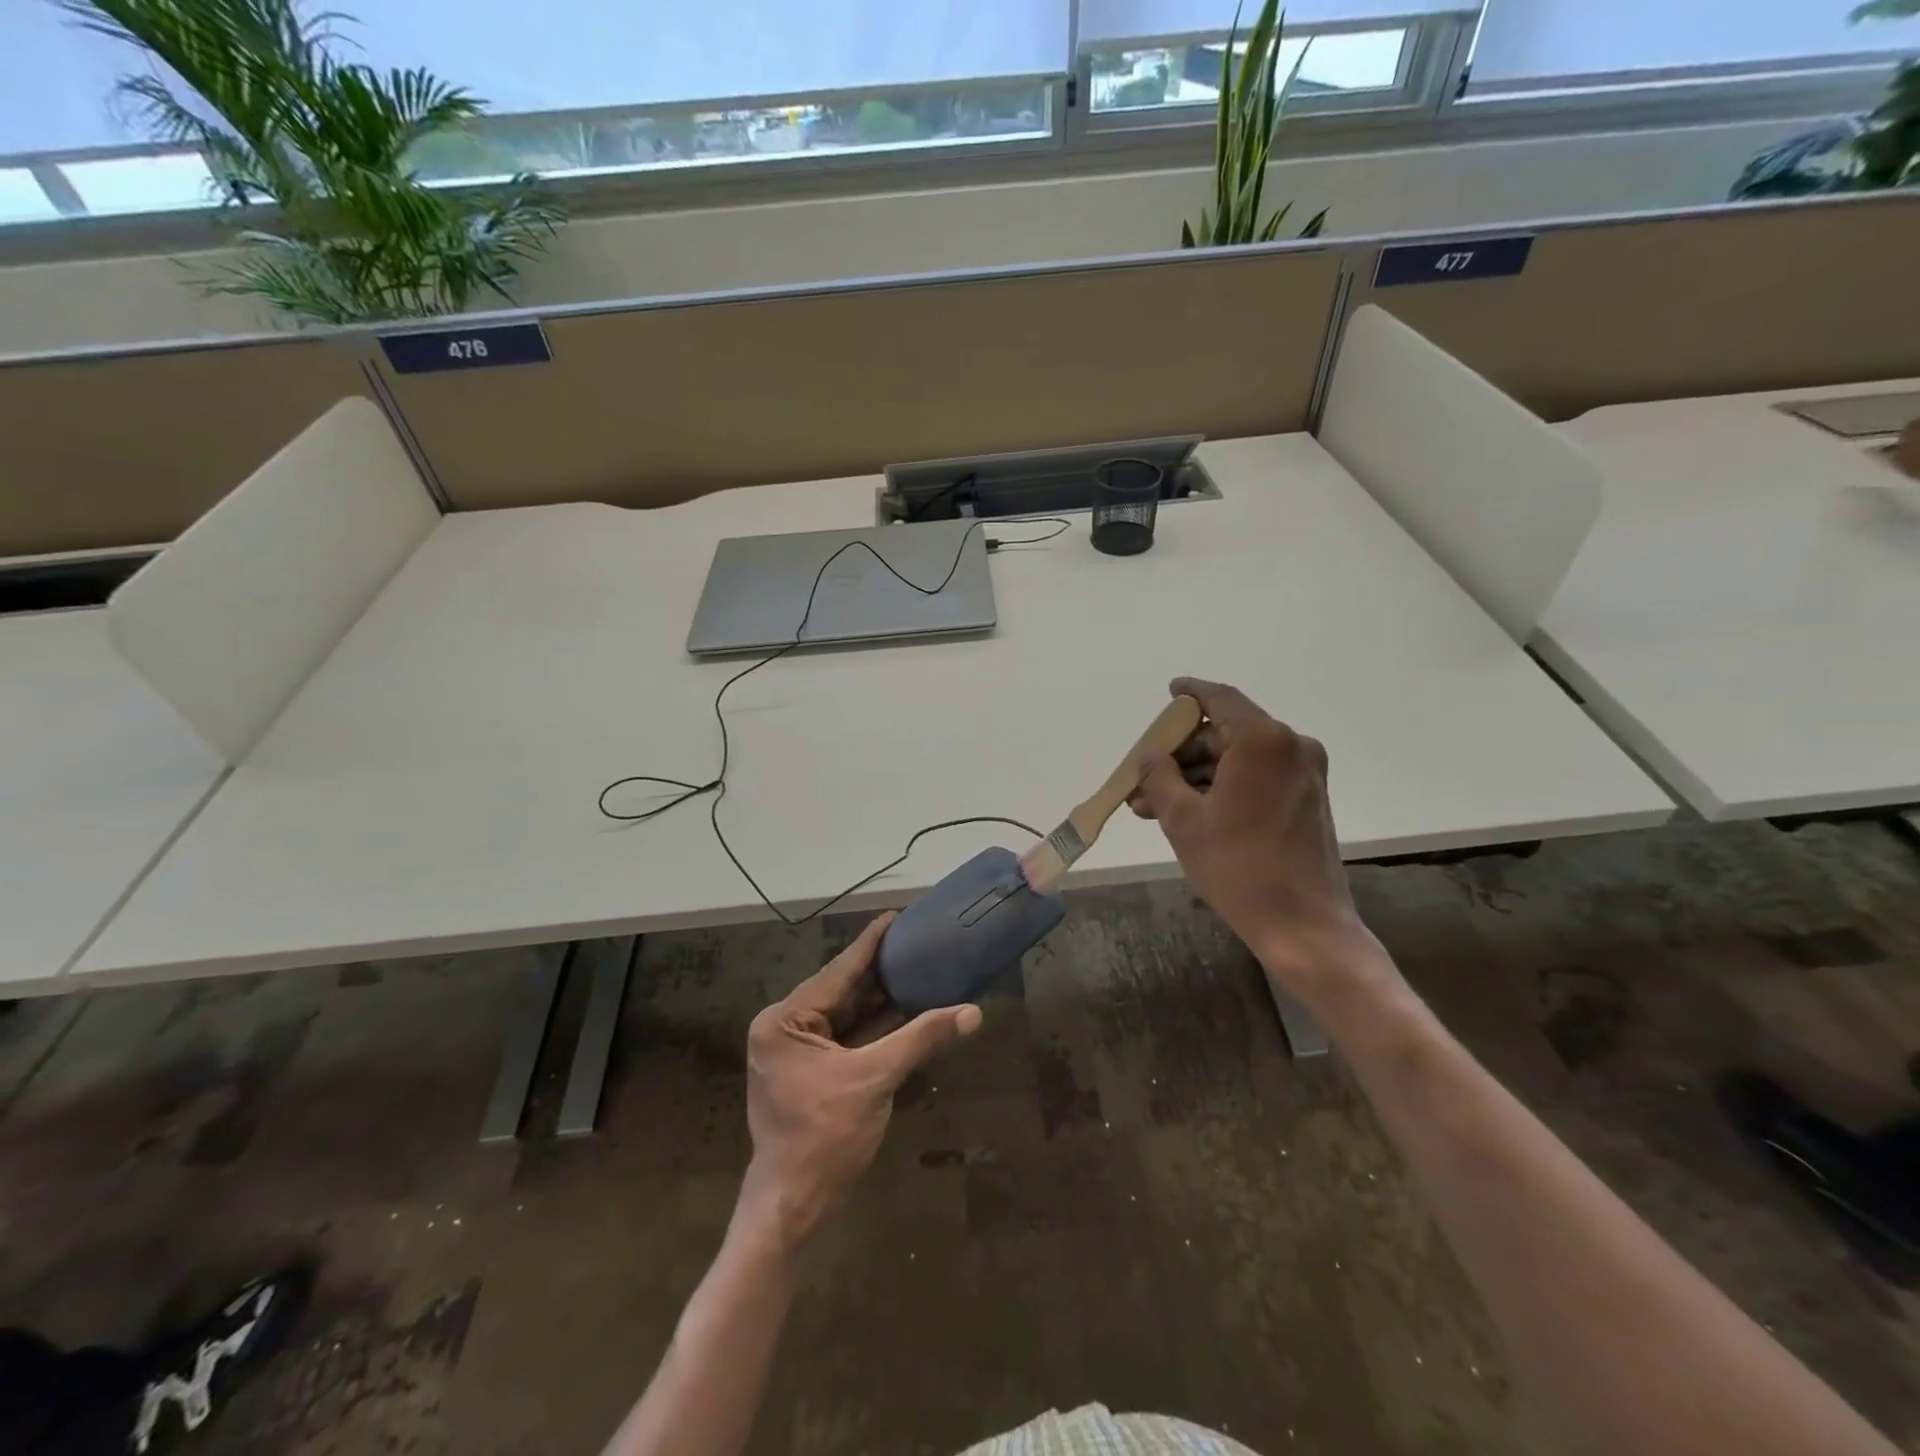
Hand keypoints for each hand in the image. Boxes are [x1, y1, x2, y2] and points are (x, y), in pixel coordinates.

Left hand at [741, 913, 979, 1244]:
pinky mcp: (811, 1071)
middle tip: (918, 941)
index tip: (898, 916)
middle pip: (843, 991)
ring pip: (847, 1015)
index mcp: (786, 1020)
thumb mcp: (875, 1080)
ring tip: (919, 967)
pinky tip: (907, 1009)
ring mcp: (797, 1051)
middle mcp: (785, 1027)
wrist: (794, 1209)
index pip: (838, 971)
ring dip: (882, 999)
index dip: (872, 944)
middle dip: (881, 971)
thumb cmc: (825, 1138)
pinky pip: (848, 1038)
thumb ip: (922, 1039)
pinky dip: (876, 1027)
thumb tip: (972, 1013)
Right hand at [1131, 678, 1382, 999]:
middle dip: (1181, 753)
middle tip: (1143, 774)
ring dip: (1196, 776)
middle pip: (1226, 733)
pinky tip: (1186, 812)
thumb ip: (1159, 778)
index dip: (1190, 694)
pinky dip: (1222, 788)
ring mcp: (1304, 774)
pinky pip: (1256, 778)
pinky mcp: (1307, 799)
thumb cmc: (1238, 867)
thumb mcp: (1183, 820)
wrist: (1303, 925)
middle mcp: (1291, 747)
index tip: (1169, 691)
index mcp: (1264, 740)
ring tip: (1151, 804)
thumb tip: (1148, 756)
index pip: (1220, 700)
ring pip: (1238, 760)